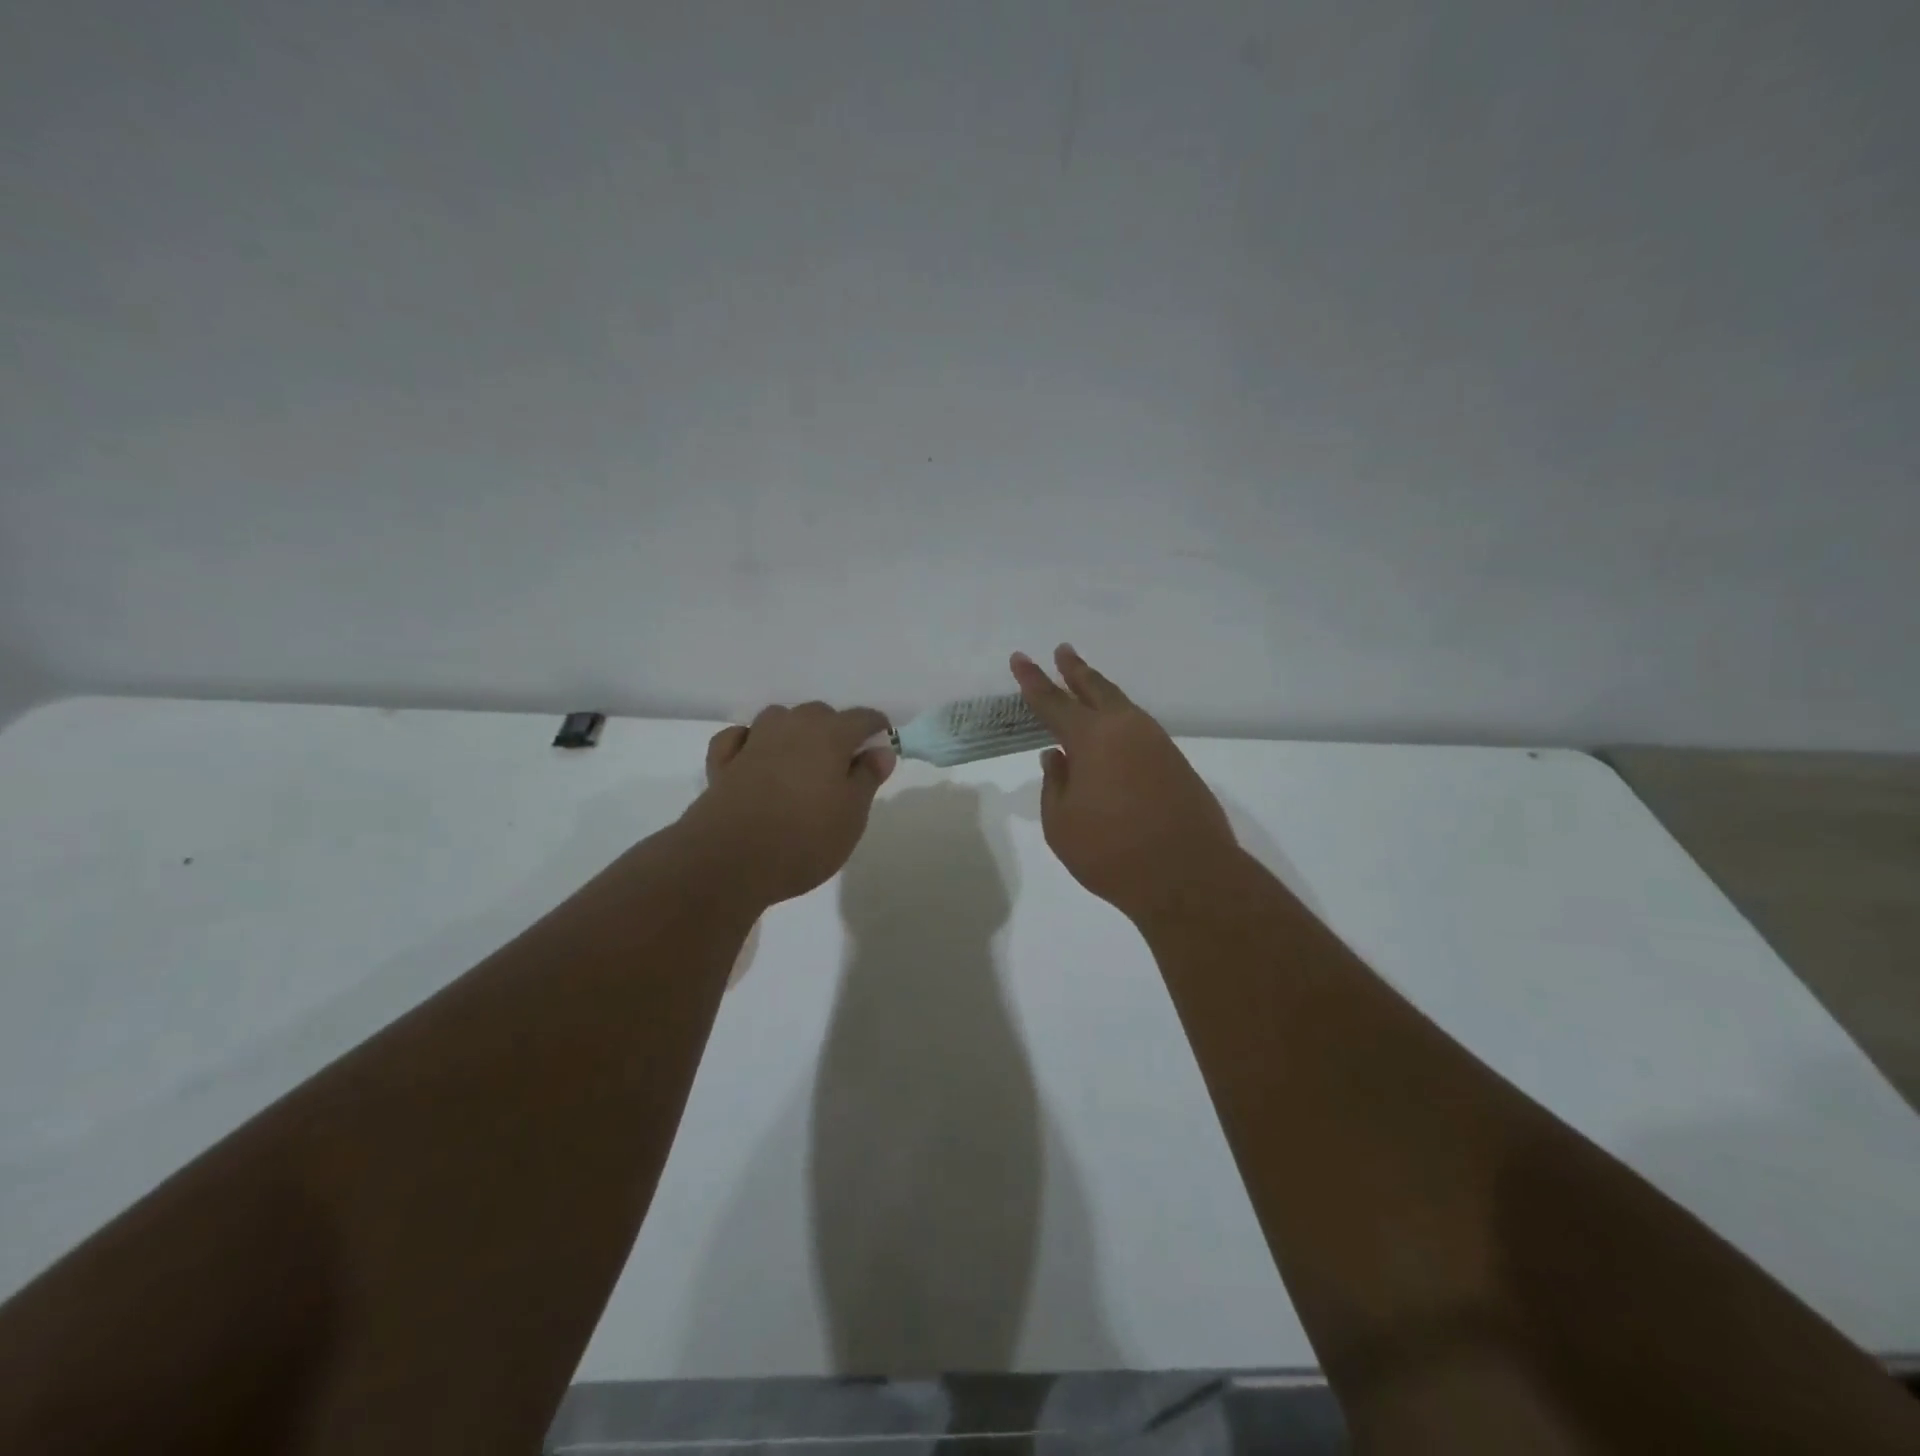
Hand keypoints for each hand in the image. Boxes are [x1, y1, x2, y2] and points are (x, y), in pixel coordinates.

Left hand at [680, 702, 896, 907]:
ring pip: (778, 719)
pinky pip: (739, 738)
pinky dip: (749, 741)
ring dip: (793, 731)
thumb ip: (867, 778)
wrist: (730, 861)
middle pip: (819, 713)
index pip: (861, 718)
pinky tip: (754, 757)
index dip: (876, 728)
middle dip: (834, 729)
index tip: (881, 747)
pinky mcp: (723, 763)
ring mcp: (753, 742)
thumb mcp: (852, 815)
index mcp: (829, 736)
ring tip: (801, 760)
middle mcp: (791, 728)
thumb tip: (880, 751)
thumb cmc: (805, 839)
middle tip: (842, 764)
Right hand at [1011, 646, 1240, 921]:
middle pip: (1095, 689)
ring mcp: (1157, 743)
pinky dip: (1120, 719)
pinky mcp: (1176, 762)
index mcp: (1091, 738)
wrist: (1188, 876)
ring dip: (1100, 691)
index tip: (1019, 658)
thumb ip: (1055, 784)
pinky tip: (1114, 731)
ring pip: (1122, 706)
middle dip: (1074, 669)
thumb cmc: (1111, 851)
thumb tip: (1057, 757)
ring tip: (1086, 682)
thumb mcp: (1061, 823)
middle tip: (1062, 650)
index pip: (1053, 701)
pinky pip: (1139, 728)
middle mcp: (1126, 729)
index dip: (1032, 680)